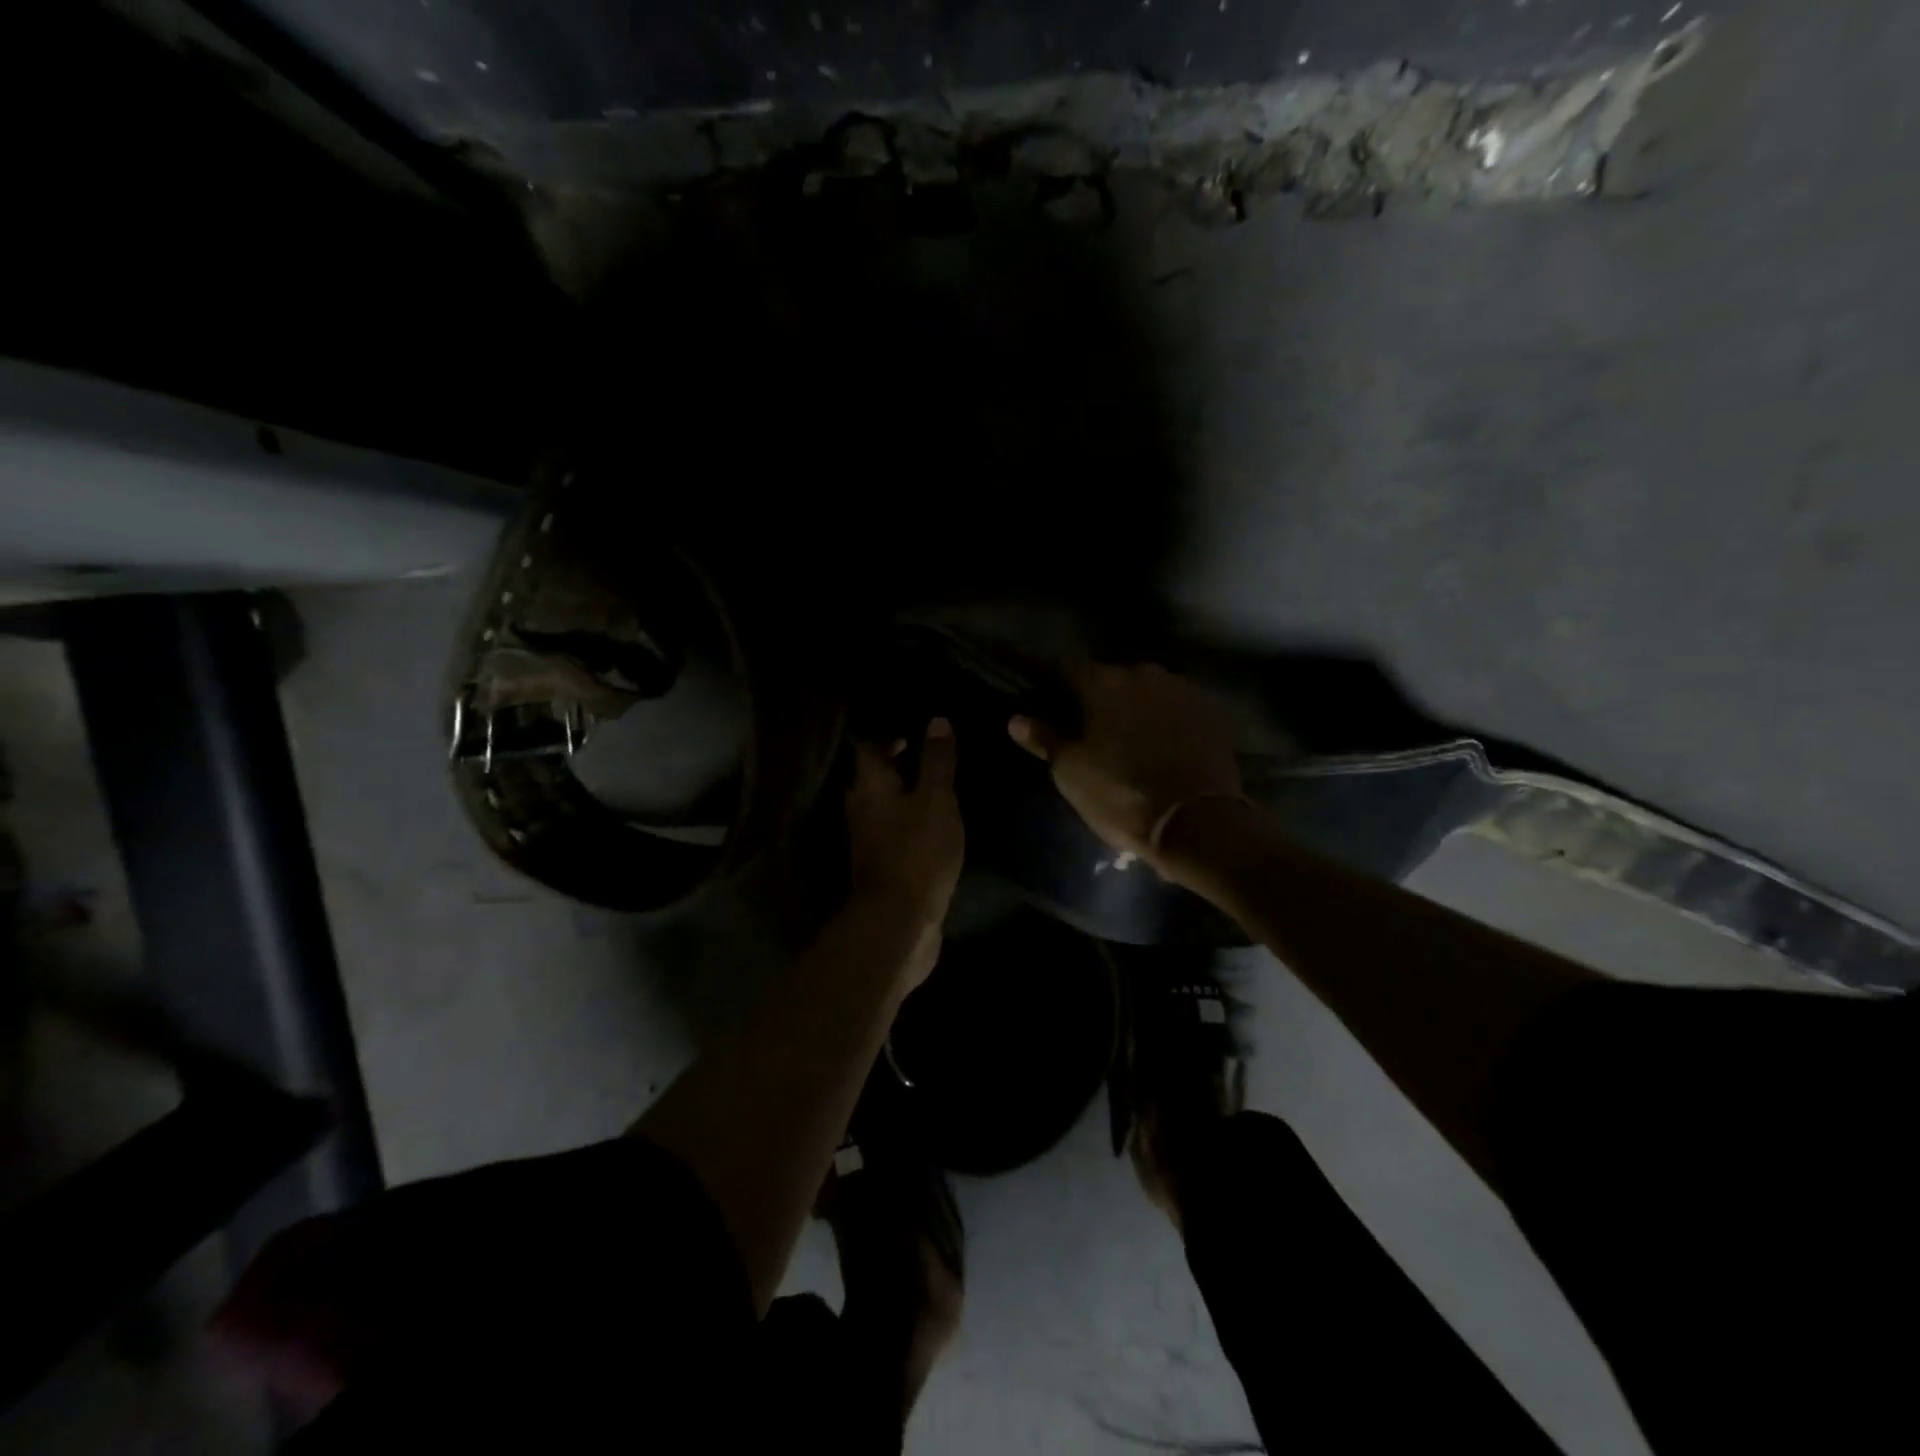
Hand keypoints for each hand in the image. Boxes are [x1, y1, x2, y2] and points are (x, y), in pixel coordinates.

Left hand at [845, 719, 963, 962]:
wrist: (900, 920)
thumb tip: (937, 721)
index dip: (889, 736)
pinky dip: (908, 822)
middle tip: (926, 755)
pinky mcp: (881, 865)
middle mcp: (861, 808)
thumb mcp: (936, 799)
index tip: (913, 731)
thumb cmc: (918, 851)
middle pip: (873, 777)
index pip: (870, 748)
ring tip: (934, 788)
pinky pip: (892, 831)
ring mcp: (868, 839)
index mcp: (870, 786)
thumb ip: (937, 761)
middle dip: (896, 765)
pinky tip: (931, 825)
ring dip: (903, 794)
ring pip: (882, 805)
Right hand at [1008, 664, 1241, 871]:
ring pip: (1146, 691)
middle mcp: (1144, 674)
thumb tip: (1017, 719)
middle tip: (1090, 729)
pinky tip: (1161, 746)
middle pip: (1111, 678)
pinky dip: (1165, 720)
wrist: (1197, 822)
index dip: (1056, 688)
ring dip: (1135, 707)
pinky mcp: (1210, 712)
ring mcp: (1182, 690)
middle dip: (1099, 698)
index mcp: (1104, 682)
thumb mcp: (1071, 772)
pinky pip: (1176, 708)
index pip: (1068, 670)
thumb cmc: (1121, 794)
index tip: (1050, 708)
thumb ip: (1044, 738)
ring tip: (1128, 739)